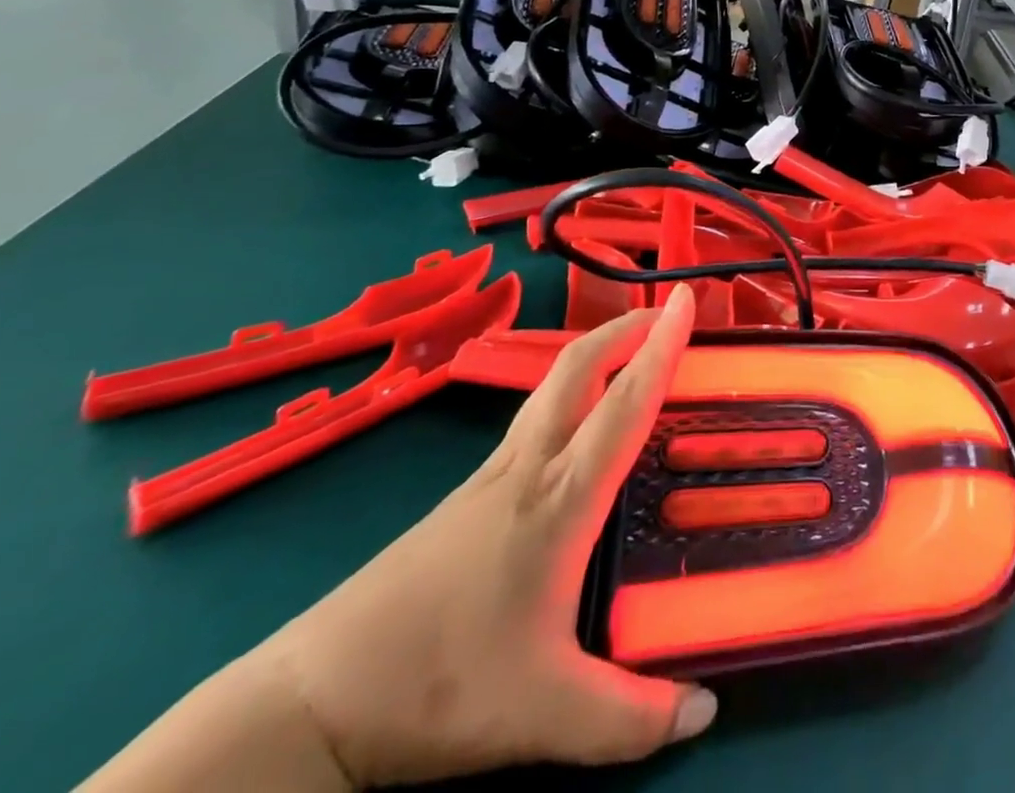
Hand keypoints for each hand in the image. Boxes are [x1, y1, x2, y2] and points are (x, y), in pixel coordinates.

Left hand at [259, 286, 715, 786]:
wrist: (310, 702)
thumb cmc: (437, 687)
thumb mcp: (545, 715)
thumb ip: (629, 717)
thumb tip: (704, 712)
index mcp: (560, 498)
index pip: (625, 403)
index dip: (663, 345)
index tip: (687, 298)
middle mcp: (528, 469)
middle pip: (577, 368)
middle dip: (625, 328)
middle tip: (666, 311)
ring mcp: (490, 478)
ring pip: (551, 389)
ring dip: (596, 355)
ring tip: (632, 356)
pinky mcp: (465, 497)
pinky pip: (532, 421)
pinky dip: (569, 395)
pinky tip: (576, 433)